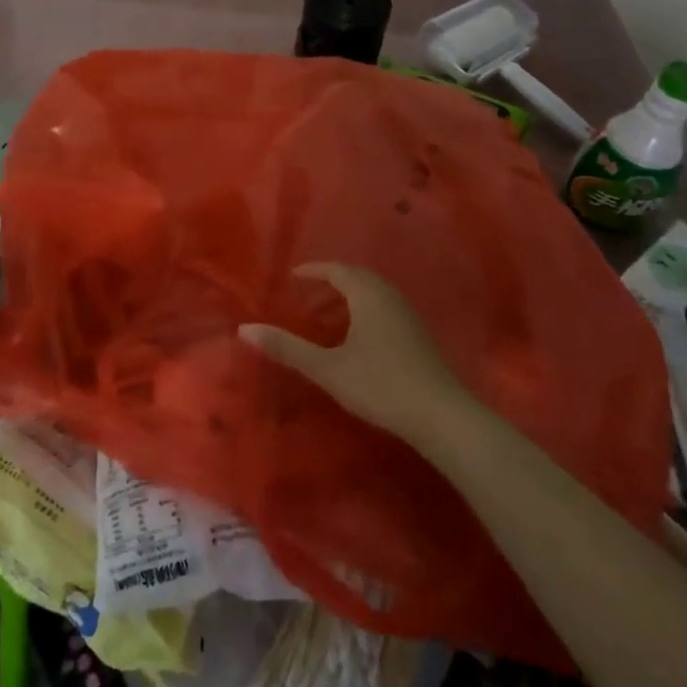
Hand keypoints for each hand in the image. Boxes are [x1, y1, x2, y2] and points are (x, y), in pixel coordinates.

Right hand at [240, 263, 466, 441]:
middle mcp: (389, 296)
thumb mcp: (328, 368)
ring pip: (375, 291)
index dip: (314, 270)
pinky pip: (385, 306)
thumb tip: (245, 329)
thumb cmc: (380, 385)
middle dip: (333, 278)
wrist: (441, 417)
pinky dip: (366, 307)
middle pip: (358, 276)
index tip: (293, 276)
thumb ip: (288, 348)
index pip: (337, 270)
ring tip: (331, 307)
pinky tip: (360, 332)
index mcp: (367, 295)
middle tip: (309, 289)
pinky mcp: (418, 335)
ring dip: (352, 292)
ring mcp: (408, 315)